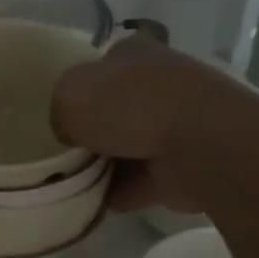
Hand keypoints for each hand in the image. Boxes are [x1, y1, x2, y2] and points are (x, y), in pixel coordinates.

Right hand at [52, 36, 249, 212]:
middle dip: (92, 131)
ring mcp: (177, 125)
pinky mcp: (185, 165)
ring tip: (70, 184)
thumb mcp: (69, 96)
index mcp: (133, 53)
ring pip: (129, 146)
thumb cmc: (129, 105)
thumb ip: (59, 110)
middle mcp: (158, 83)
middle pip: (115, 108)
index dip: (79, 88)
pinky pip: (141, 182)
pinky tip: (94, 204)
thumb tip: (69, 131)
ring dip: (105, 166)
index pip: (101, 66)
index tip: (59, 114)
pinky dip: (121, 193)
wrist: (199, 144)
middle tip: (62, 152)